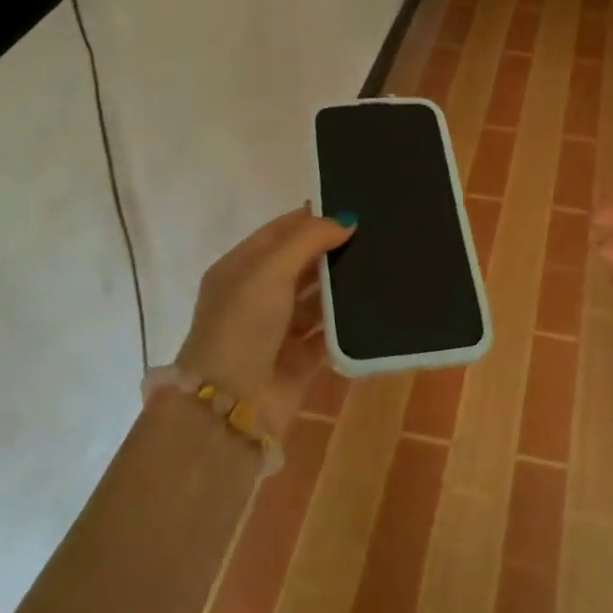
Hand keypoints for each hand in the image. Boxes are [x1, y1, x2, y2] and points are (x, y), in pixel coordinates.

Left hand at [176, 206, 355, 434]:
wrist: (229, 406)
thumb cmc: (243, 325)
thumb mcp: (269, 270)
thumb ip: (308, 239)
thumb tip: (347, 220)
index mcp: (240, 268)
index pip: (279, 231)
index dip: (311, 218)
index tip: (352, 207)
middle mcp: (257, 296)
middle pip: (300, 263)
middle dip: (332, 250)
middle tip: (376, 234)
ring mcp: (278, 330)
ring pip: (316, 298)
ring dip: (342, 286)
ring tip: (382, 265)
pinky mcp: (299, 360)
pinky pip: (328, 334)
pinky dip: (346, 323)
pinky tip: (375, 306)